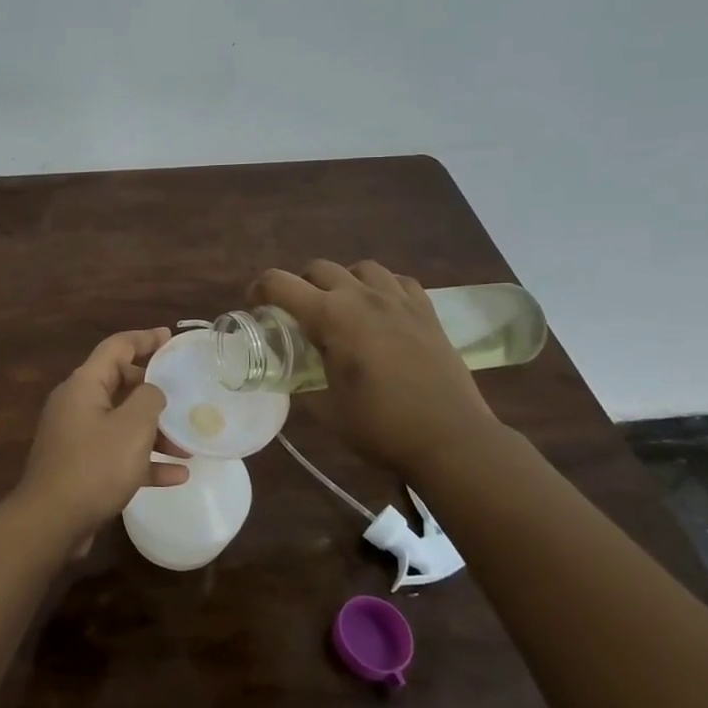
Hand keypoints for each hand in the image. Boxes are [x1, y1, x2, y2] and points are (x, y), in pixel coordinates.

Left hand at [11, 327, 186, 555]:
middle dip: (154, 391)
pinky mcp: (80, 465)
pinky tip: (176, 475)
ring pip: (121, 422)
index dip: (145, 339)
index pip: (117, 347)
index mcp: (84, 383)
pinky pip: (117, 453)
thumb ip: (149, 399)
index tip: (170, 337)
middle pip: (120, 383)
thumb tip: (151, 392)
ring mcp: (76, 435)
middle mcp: (77, 403)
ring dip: (154, 431)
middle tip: (183, 395)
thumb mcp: (132, 427)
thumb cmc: (95, 466)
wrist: (52, 520)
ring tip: (187, 445)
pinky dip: (144, 460)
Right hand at [251, 260, 501, 476]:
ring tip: (343, 308)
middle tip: (298, 314)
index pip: (280, 283)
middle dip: (300, 285)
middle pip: (318, 268)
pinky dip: (382, 288)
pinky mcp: (427, 312)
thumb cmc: (382, 427)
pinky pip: (398, 281)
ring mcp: (399, 301)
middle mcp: (362, 296)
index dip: (259, 289)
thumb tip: (290, 374)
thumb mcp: (327, 409)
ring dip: (343, 281)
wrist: (452, 440)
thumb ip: (303, 382)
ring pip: (361, 268)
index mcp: (331, 316)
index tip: (255, 305)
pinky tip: (382, 311)